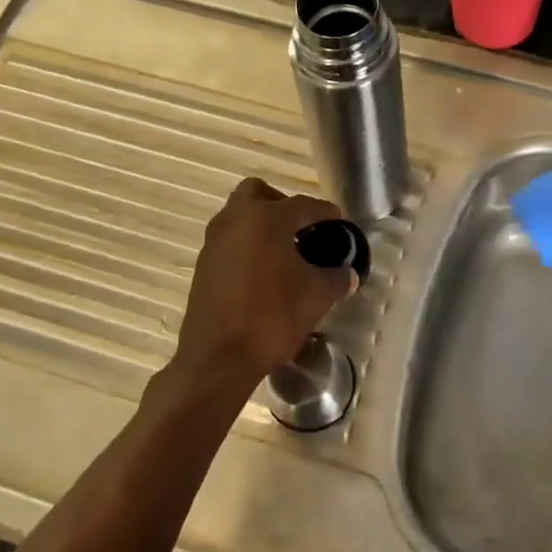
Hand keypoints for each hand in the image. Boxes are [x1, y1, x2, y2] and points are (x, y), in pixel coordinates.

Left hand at [171, 177, 355, 393]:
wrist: (218, 358)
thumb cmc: (272, 317)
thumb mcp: (316, 297)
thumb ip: (336, 278)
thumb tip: (348, 274)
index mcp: (266, 219)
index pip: (304, 205)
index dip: (327, 213)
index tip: (341, 222)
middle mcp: (235, 220)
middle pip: (259, 193)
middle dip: (282, 205)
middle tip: (302, 229)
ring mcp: (214, 242)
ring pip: (240, 216)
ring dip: (262, 226)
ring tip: (286, 253)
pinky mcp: (203, 265)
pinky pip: (230, 241)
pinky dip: (248, 246)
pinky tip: (265, 274)